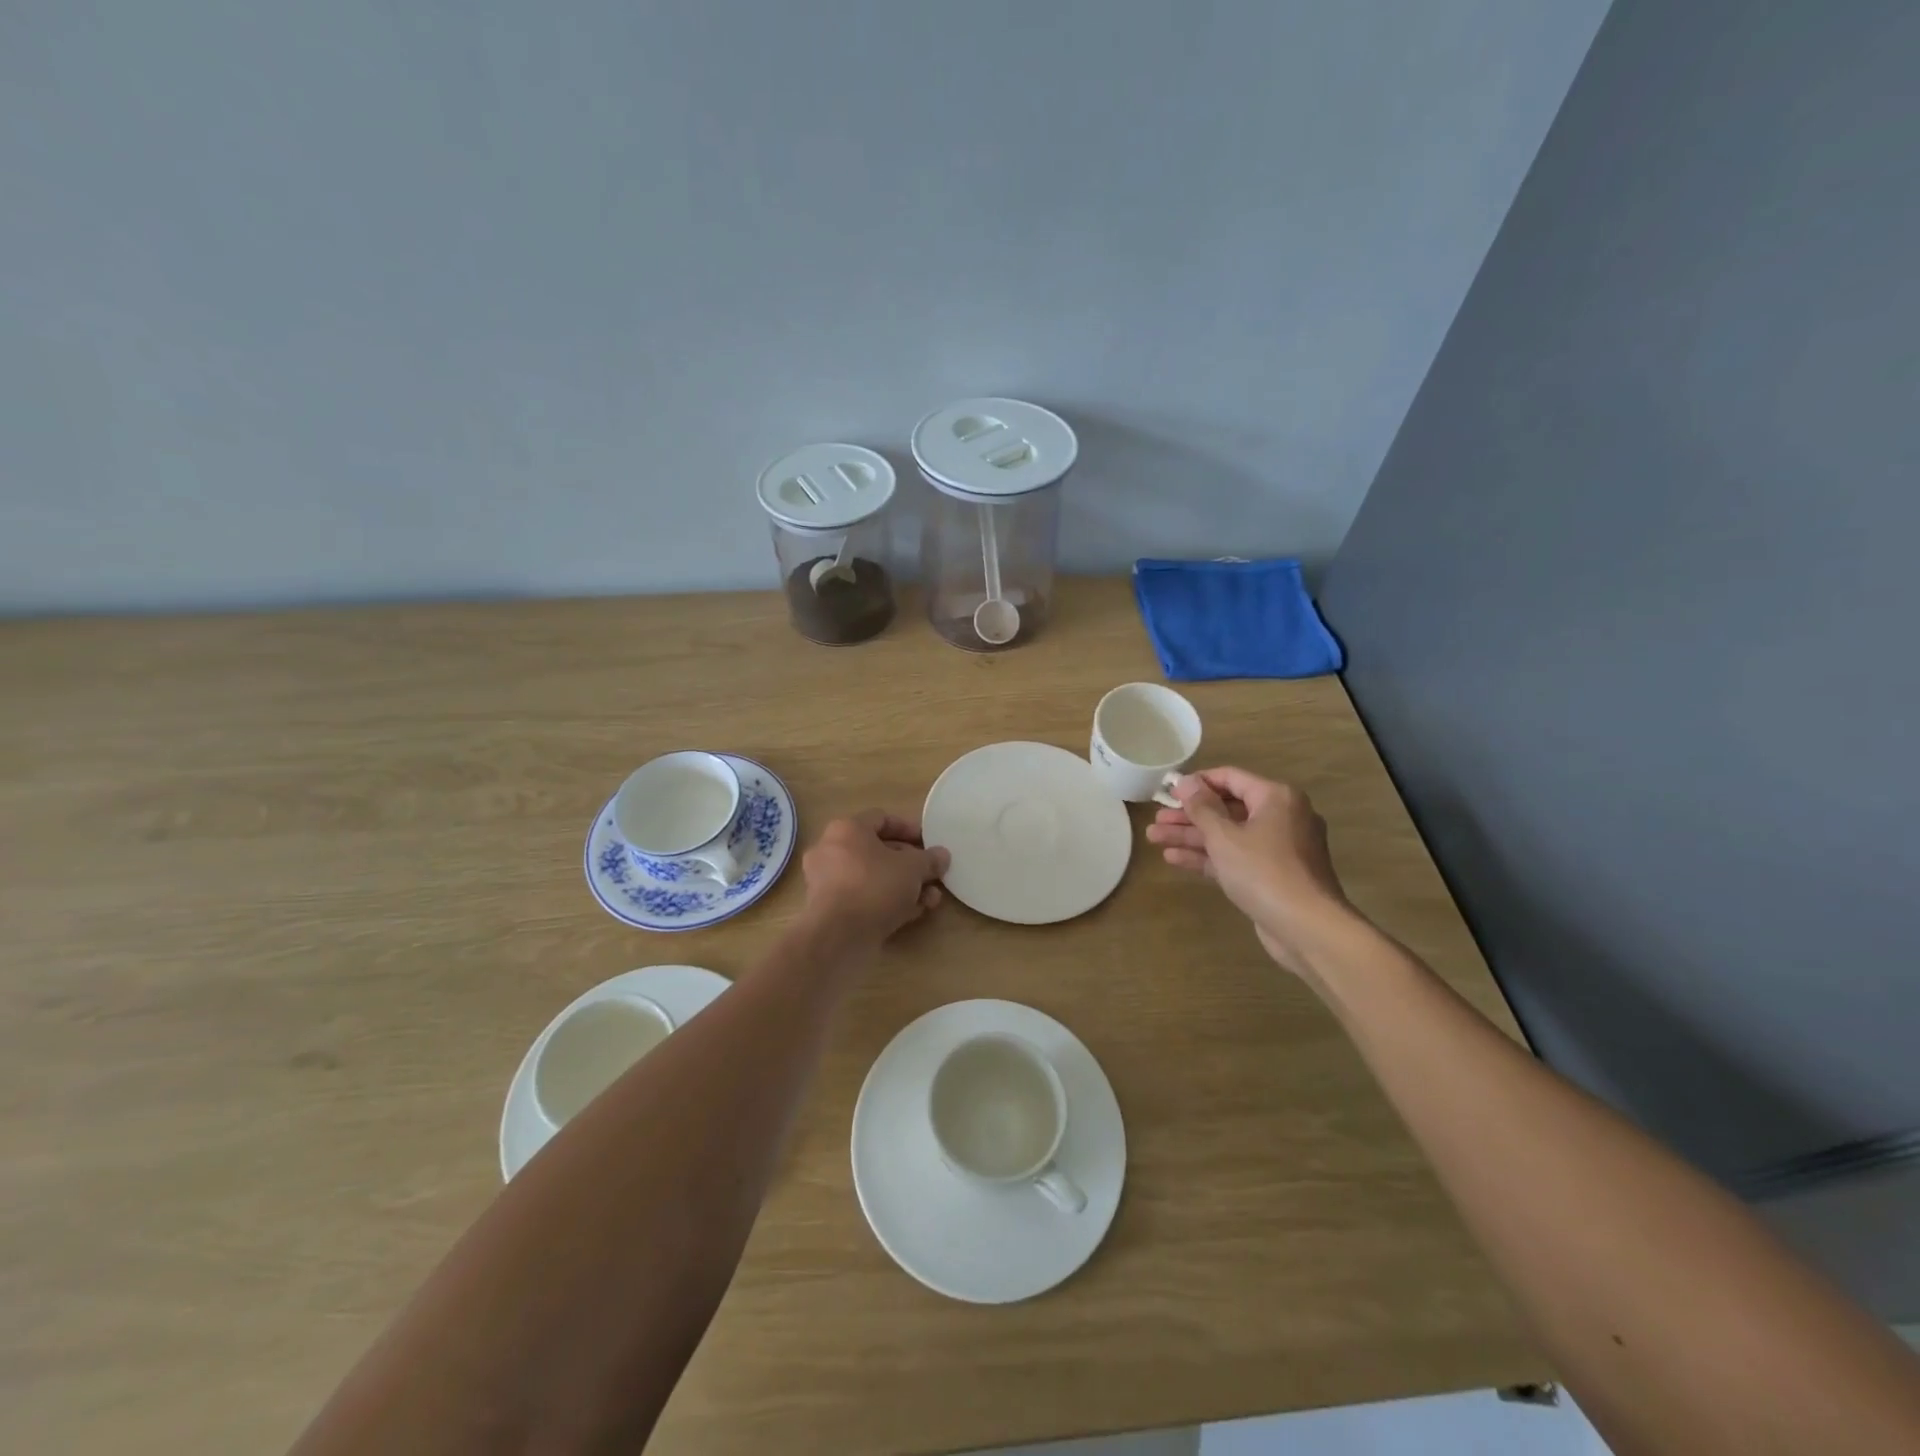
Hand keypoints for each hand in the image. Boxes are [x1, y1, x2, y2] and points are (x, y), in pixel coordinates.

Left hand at [800, 810, 950, 950]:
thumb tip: (941, 855)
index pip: (882, 818)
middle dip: (911, 864)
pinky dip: (888, 902)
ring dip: (904, 886)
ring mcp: (829, 883)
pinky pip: (865, 898)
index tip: (930, 843)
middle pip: (878, 851)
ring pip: (874, 878)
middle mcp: (832, 851)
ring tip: (931, 898)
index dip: (909, 828)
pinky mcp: (832, 911)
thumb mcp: (912, 868)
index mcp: (847, 830)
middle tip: (933, 874)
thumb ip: (929, 859)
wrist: (838, 937)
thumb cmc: (875, 886)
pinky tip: (914, 913)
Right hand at [1145, 767, 1348, 974]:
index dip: (1196, 782)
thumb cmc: (1263, 871)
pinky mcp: (1271, 875)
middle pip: (1226, 808)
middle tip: (1156, 819)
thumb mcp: (1224, 836)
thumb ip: (1201, 807)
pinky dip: (1208, 856)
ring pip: (1228, 835)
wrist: (1307, 927)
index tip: (1167, 790)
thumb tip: (1184, 782)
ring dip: (1192, 836)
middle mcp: (1281, 817)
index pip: (1230, 777)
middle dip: (1188, 815)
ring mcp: (1277, 848)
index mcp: (1275, 797)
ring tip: (1154, 837)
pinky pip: (1235, 857)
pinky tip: (1173, 858)